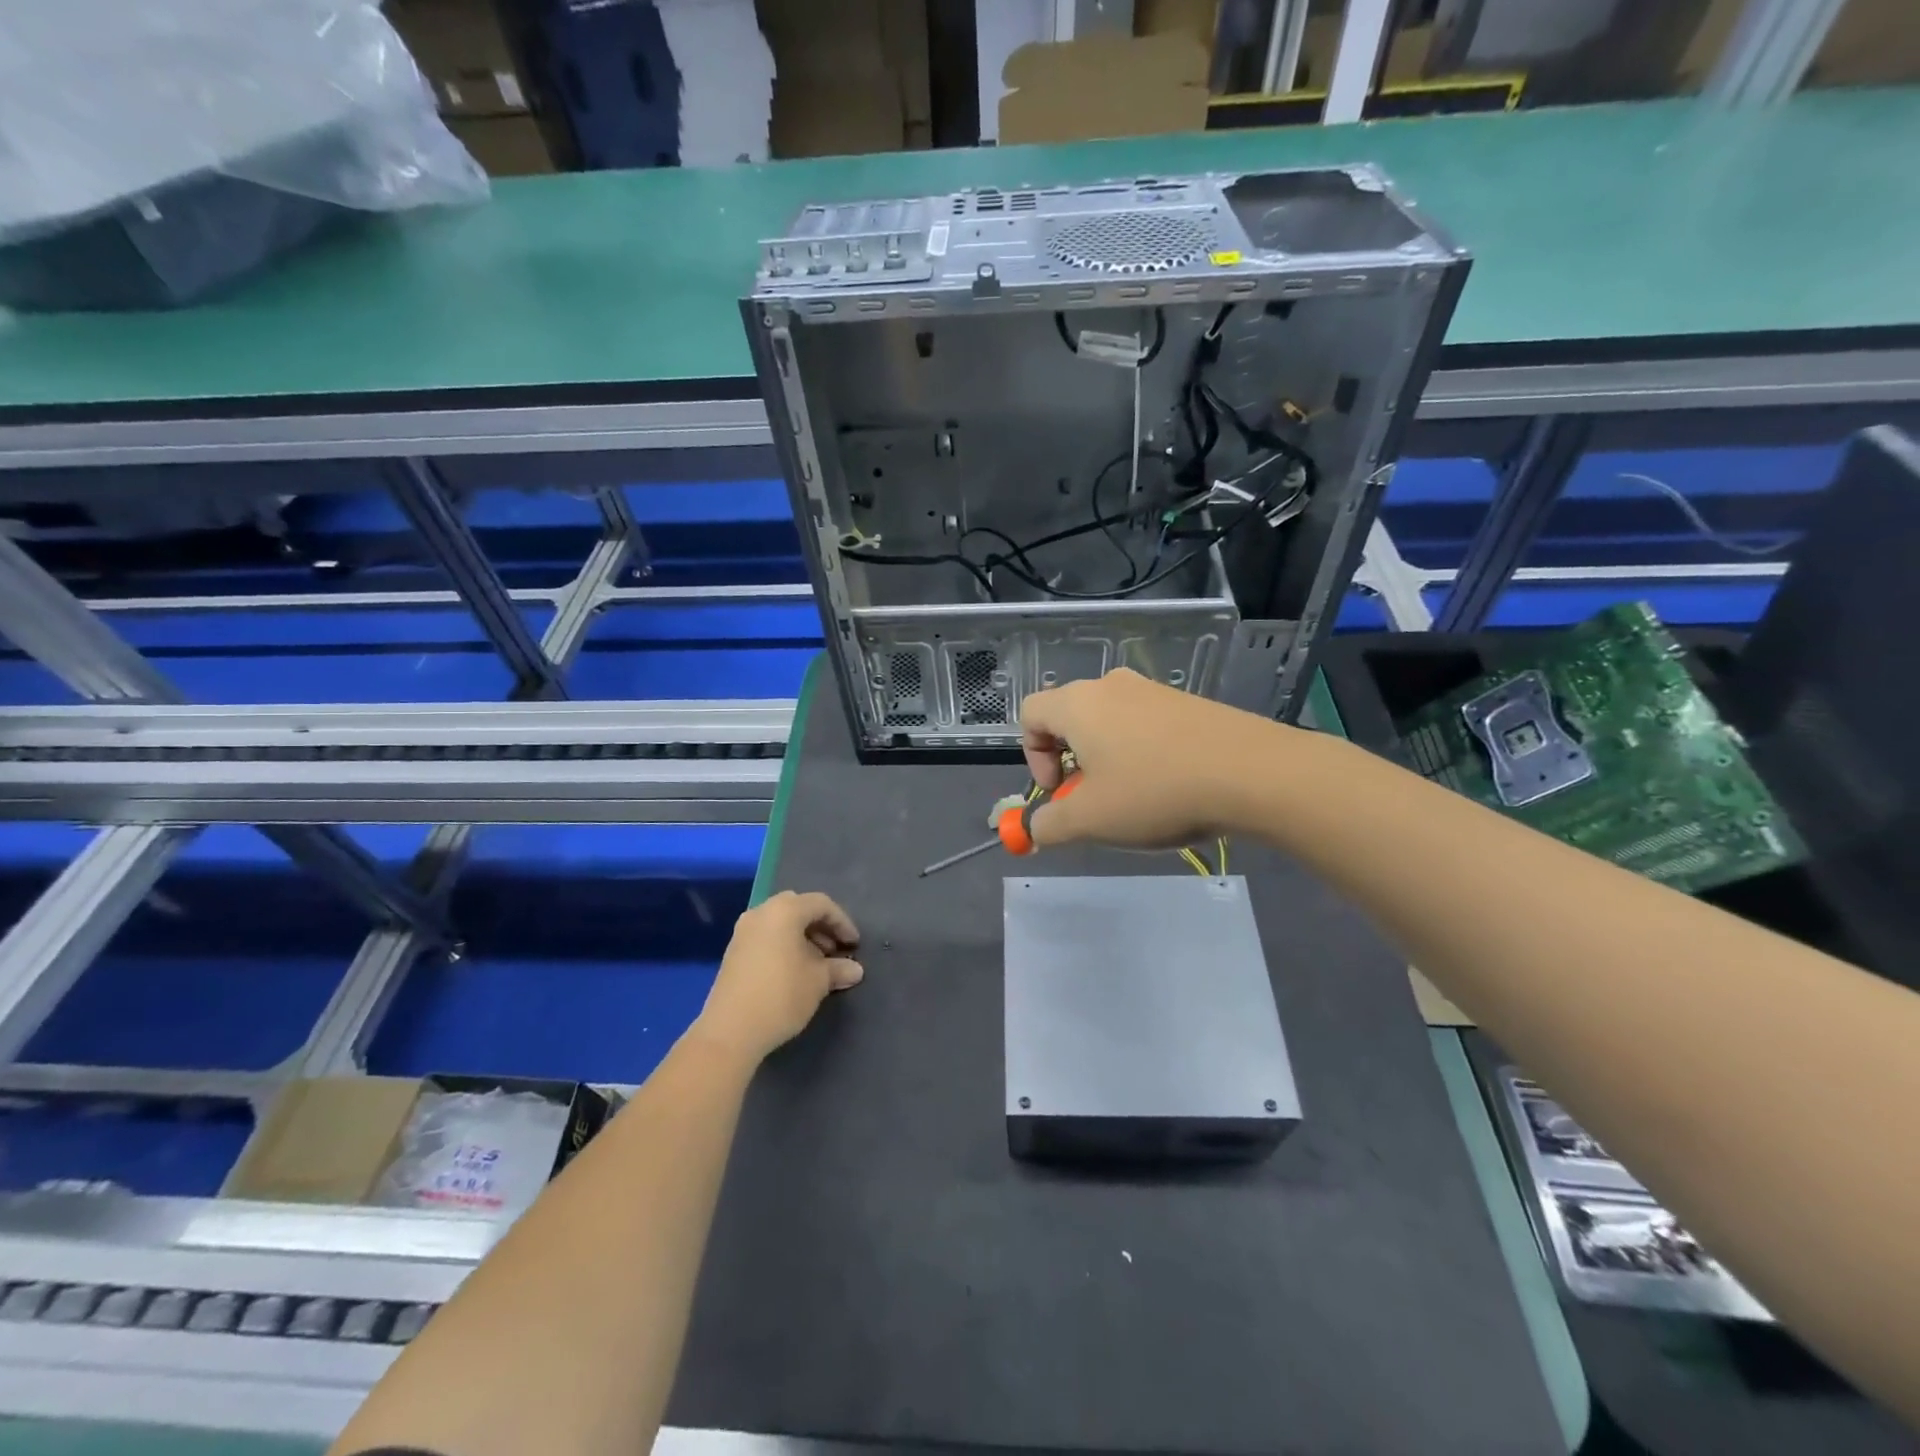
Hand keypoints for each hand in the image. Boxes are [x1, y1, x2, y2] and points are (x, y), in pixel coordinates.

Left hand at [695, 891, 862, 1063]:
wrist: (730, 1031)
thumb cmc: (782, 995)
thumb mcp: (818, 981)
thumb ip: (838, 969)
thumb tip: (855, 970)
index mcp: (784, 911)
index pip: (821, 904)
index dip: (842, 922)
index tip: (854, 946)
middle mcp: (761, 913)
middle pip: (798, 909)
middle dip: (821, 927)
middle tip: (835, 950)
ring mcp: (743, 932)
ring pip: (780, 923)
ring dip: (803, 937)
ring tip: (817, 964)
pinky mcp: (733, 952)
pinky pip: (766, 937)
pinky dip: (784, 945)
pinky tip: (794, 972)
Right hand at [1020, 668, 1288, 848]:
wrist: (1252, 772)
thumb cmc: (1155, 791)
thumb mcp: (1091, 819)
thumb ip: (1049, 825)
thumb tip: (1033, 830)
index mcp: (1078, 703)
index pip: (1030, 715)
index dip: (1032, 757)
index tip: (1059, 791)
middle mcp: (1110, 686)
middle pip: (1069, 717)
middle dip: (1069, 761)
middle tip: (1092, 799)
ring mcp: (1152, 690)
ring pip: (1108, 722)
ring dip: (1105, 759)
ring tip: (1133, 798)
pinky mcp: (1186, 702)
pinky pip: (1144, 724)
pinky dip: (1140, 753)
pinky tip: (1168, 786)